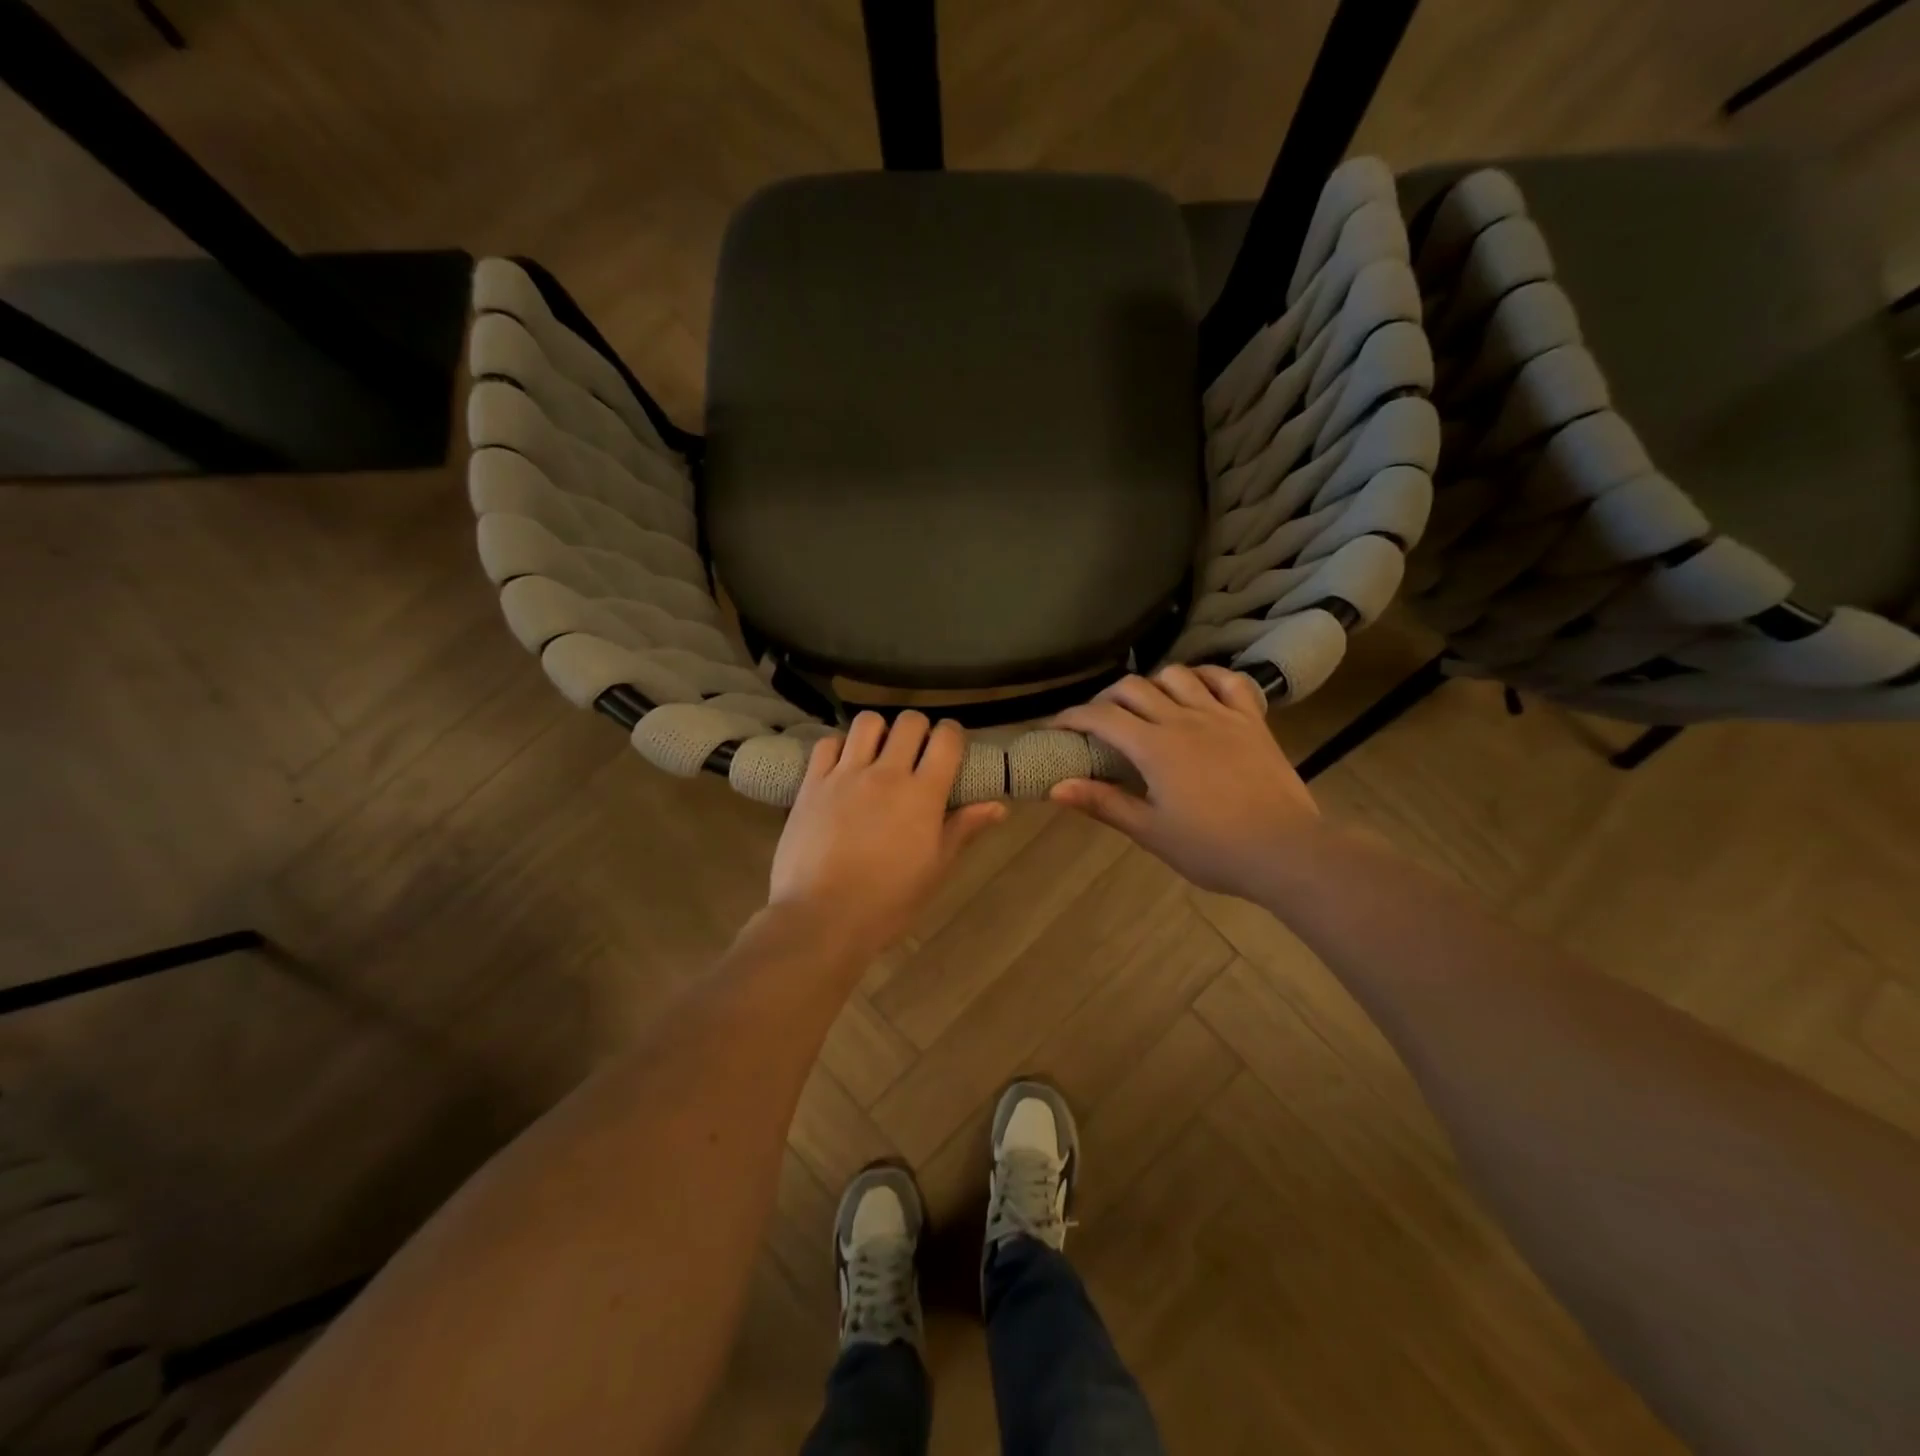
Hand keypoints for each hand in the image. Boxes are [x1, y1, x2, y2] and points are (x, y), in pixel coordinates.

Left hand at [768, 711, 1006, 959]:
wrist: (822, 918)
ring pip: (867, 722)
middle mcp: (886, 774)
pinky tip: (844, 767)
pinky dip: (840, 746)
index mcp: (923, 794)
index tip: (950, 746)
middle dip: (919, 729)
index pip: (946, 739)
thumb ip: (963, 829)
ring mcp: (845, 775)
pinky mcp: (812, 783)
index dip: (952, 734)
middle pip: (909, 722)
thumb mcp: (935, 869)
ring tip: (878, 754)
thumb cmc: (888, 902)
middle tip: (916, 752)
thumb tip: (998, 806)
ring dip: (879, 731)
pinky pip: (828, 743)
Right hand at [1049, 664, 1320, 900]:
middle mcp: (1183, 719)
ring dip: (1152, 684)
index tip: (1055, 727)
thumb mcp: (1150, 832)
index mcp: (1154, 747)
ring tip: (1146, 706)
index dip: (1072, 717)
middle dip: (1106, 698)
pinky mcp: (1252, 720)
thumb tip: (1055, 787)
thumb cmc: (1212, 848)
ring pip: (1177, 675)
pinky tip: (1197, 690)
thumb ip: (1103, 803)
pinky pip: (1227, 681)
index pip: (1101, 717)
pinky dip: (1206, 677)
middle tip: (1098, 722)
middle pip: (1133, 687)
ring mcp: (1221, 714)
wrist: (1284, 850)